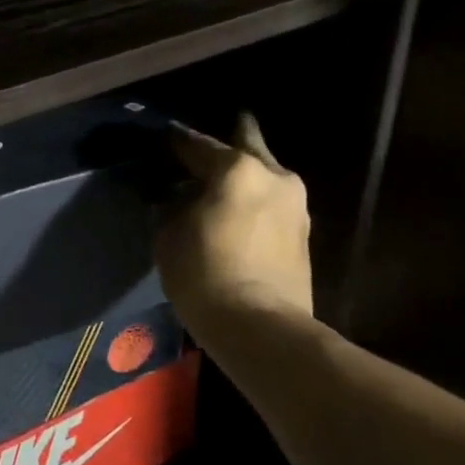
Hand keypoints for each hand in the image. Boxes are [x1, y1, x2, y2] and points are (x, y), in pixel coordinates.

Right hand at [155, 114, 313, 332]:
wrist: (260, 326)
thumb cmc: (204, 273)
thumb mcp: (168, 234)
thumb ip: (170, 204)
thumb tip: (173, 194)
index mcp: (237, 168)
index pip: (196, 143)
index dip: (173, 141)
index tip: (160, 138)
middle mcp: (273, 174)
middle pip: (245, 145)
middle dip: (225, 143)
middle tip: (204, 147)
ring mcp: (295, 202)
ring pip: (262, 174)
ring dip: (241, 175)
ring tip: (217, 183)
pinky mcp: (303, 231)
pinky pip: (270, 200)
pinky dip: (252, 199)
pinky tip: (235, 209)